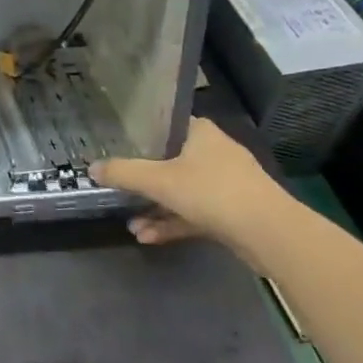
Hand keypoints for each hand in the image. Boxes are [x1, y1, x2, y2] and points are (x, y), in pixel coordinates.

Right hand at [91, 118, 294, 261]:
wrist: (271, 234)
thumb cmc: (212, 192)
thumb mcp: (158, 180)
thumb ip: (123, 173)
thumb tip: (91, 168)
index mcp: (200, 133)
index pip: (165, 125)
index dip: (140, 135)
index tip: (117, 146)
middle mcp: (214, 153)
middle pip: (170, 161)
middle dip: (143, 182)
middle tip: (119, 190)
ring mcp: (227, 185)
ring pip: (182, 192)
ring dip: (156, 209)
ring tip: (131, 226)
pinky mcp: (234, 213)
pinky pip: (195, 214)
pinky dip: (173, 223)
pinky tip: (148, 237)